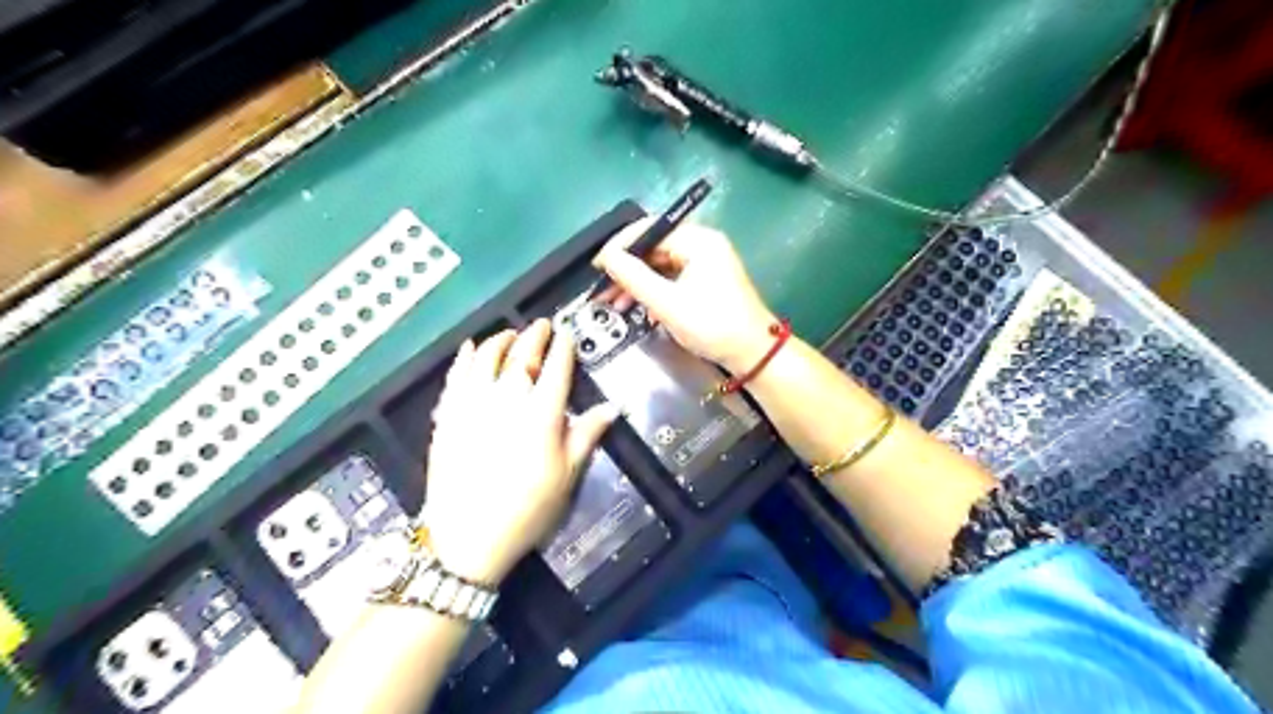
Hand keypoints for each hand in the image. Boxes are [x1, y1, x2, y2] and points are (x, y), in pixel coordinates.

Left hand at [422, 320, 617, 583]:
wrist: (468, 538)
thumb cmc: (527, 508)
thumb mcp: (567, 474)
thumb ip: (587, 433)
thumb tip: (613, 407)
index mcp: (542, 413)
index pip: (556, 367)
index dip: (563, 347)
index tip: (567, 335)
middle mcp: (507, 398)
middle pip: (522, 354)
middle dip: (534, 335)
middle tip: (541, 325)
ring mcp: (473, 403)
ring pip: (486, 357)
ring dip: (500, 340)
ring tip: (509, 334)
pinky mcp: (448, 413)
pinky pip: (455, 374)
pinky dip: (464, 357)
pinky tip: (470, 348)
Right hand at [595, 219, 775, 372]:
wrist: (753, 354)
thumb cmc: (712, 325)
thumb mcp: (667, 303)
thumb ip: (634, 277)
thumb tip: (607, 258)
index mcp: (698, 240)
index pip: (649, 229)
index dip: (619, 246)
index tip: (597, 267)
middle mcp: (703, 244)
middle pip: (654, 247)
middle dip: (627, 269)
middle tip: (602, 290)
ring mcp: (706, 263)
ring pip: (661, 265)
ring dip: (637, 283)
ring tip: (614, 304)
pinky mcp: (706, 281)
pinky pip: (672, 278)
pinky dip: (654, 291)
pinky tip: (639, 308)